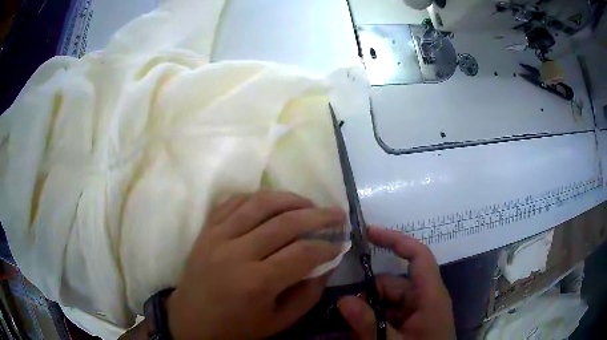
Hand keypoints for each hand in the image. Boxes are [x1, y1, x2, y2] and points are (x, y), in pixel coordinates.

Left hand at [167, 191, 344, 338]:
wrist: (190, 322)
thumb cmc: (236, 329)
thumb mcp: (279, 322)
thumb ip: (307, 294)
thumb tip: (326, 264)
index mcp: (256, 283)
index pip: (302, 253)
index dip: (327, 246)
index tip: (341, 243)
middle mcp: (236, 253)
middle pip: (285, 222)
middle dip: (318, 215)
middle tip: (337, 214)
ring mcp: (217, 236)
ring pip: (259, 203)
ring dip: (290, 198)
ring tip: (309, 203)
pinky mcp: (206, 230)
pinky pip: (233, 201)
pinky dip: (257, 197)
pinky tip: (273, 202)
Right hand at [337, 227, 454, 339]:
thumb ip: (368, 324)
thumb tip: (343, 300)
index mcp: (430, 297)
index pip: (418, 256)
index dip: (396, 240)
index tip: (368, 233)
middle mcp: (423, 300)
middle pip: (391, 284)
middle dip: (365, 295)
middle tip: (339, 310)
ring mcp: (415, 314)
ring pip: (384, 303)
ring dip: (363, 312)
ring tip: (340, 327)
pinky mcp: (409, 325)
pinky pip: (385, 317)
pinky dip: (369, 322)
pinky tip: (350, 334)